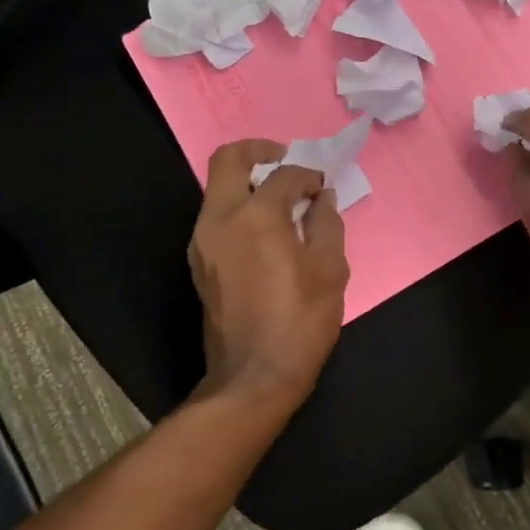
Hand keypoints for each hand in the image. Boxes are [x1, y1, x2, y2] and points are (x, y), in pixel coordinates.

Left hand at [188, 140, 349, 408]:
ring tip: (280, 198)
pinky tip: (266, 228)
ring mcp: (202, 241)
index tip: (324, 189)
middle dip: (259, 151)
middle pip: (228, 160)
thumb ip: (327, 224)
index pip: (284, 176)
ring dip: (247, 181)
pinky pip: (216, 215)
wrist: (253, 377)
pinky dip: (239, 207)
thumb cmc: (300, 322)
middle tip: (285, 159)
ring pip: (217, 188)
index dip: (309, 176)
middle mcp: (220, 219)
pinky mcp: (198, 262)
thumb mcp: (330, 270)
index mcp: (256, 216)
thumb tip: (323, 199)